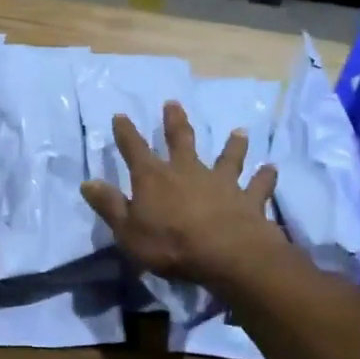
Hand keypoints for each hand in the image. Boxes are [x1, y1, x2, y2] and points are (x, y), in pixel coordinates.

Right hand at [80, 100, 280, 288]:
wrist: (228, 255)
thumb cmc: (170, 244)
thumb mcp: (128, 230)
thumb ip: (110, 205)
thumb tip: (87, 182)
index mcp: (154, 178)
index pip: (134, 149)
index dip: (126, 132)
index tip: (120, 115)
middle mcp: (187, 171)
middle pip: (180, 141)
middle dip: (175, 122)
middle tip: (173, 103)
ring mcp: (221, 183)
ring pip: (227, 158)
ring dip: (233, 145)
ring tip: (239, 131)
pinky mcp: (249, 199)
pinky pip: (258, 186)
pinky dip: (265, 177)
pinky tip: (272, 168)